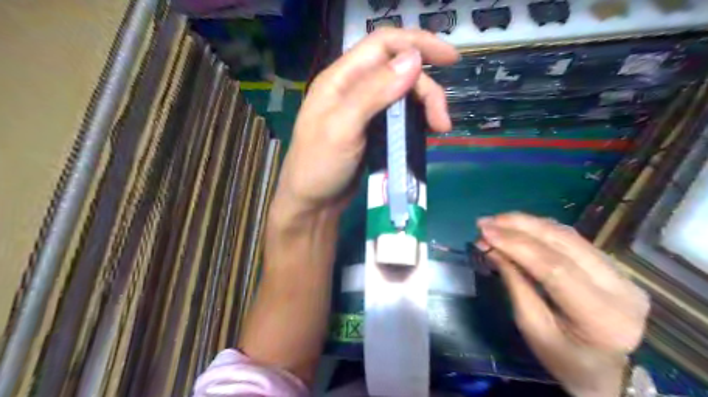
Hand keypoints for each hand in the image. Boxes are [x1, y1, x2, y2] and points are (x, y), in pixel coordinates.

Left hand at [271, 28, 459, 219]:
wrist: (313, 203)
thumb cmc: (319, 165)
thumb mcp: (342, 127)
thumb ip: (374, 91)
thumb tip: (413, 58)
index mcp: (341, 79)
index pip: (383, 44)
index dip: (417, 43)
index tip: (450, 58)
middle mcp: (354, 89)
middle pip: (399, 71)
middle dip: (426, 90)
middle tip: (442, 120)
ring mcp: (364, 111)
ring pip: (403, 94)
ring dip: (425, 106)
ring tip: (439, 128)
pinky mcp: (373, 131)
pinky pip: (400, 116)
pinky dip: (416, 120)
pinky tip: (426, 132)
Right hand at [479, 215, 648, 396]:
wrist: (604, 370)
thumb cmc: (563, 358)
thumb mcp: (532, 327)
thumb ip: (515, 283)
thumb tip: (491, 247)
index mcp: (603, 317)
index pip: (555, 268)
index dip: (517, 245)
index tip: (485, 232)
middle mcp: (621, 288)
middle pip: (565, 243)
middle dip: (520, 227)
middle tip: (486, 222)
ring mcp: (622, 273)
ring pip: (569, 235)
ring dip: (528, 223)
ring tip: (497, 221)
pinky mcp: (613, 265)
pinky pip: (572, 239)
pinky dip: (541, 229)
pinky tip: (518, 226)